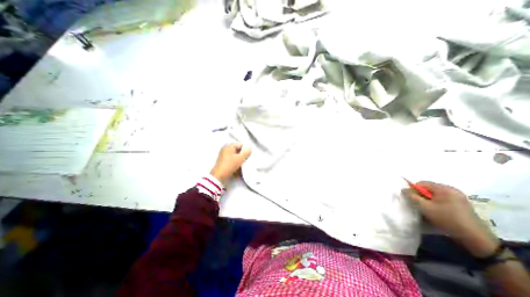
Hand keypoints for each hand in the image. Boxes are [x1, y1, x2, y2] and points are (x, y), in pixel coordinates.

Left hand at [210, 142, 250, 184]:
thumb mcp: (241, 158)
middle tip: (246, 159)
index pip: (240, 144)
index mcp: (229, 146)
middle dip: (242, 154)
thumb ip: (247, 152)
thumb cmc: (230, 165)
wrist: (219, 176)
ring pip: (235, 155)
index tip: (248, 155)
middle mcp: (225, 149)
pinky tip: (237, 166)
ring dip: (239, 159)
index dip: (245, 149)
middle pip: (237, 150)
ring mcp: (223, 155)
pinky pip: (231, 159)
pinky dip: (235, 162)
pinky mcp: (223, 161)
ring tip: (242, 164)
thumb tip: (250, 149)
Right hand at [405, 182, 499, 256]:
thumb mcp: (425, 208)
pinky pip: (443, 200)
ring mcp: (459, 197)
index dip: (414, 190)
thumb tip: (403, 189)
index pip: (422, 183)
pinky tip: (438, 213)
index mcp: (444, 188)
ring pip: (435, 195)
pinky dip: (436, 204)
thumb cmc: (447, 219)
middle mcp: (452, 190)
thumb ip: (412, 197)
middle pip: (429, 189)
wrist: (476, 239)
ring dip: (428, 201)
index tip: (412, 200)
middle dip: (422, 196)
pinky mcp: (462, 205)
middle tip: (421, 206)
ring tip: (429, 211)